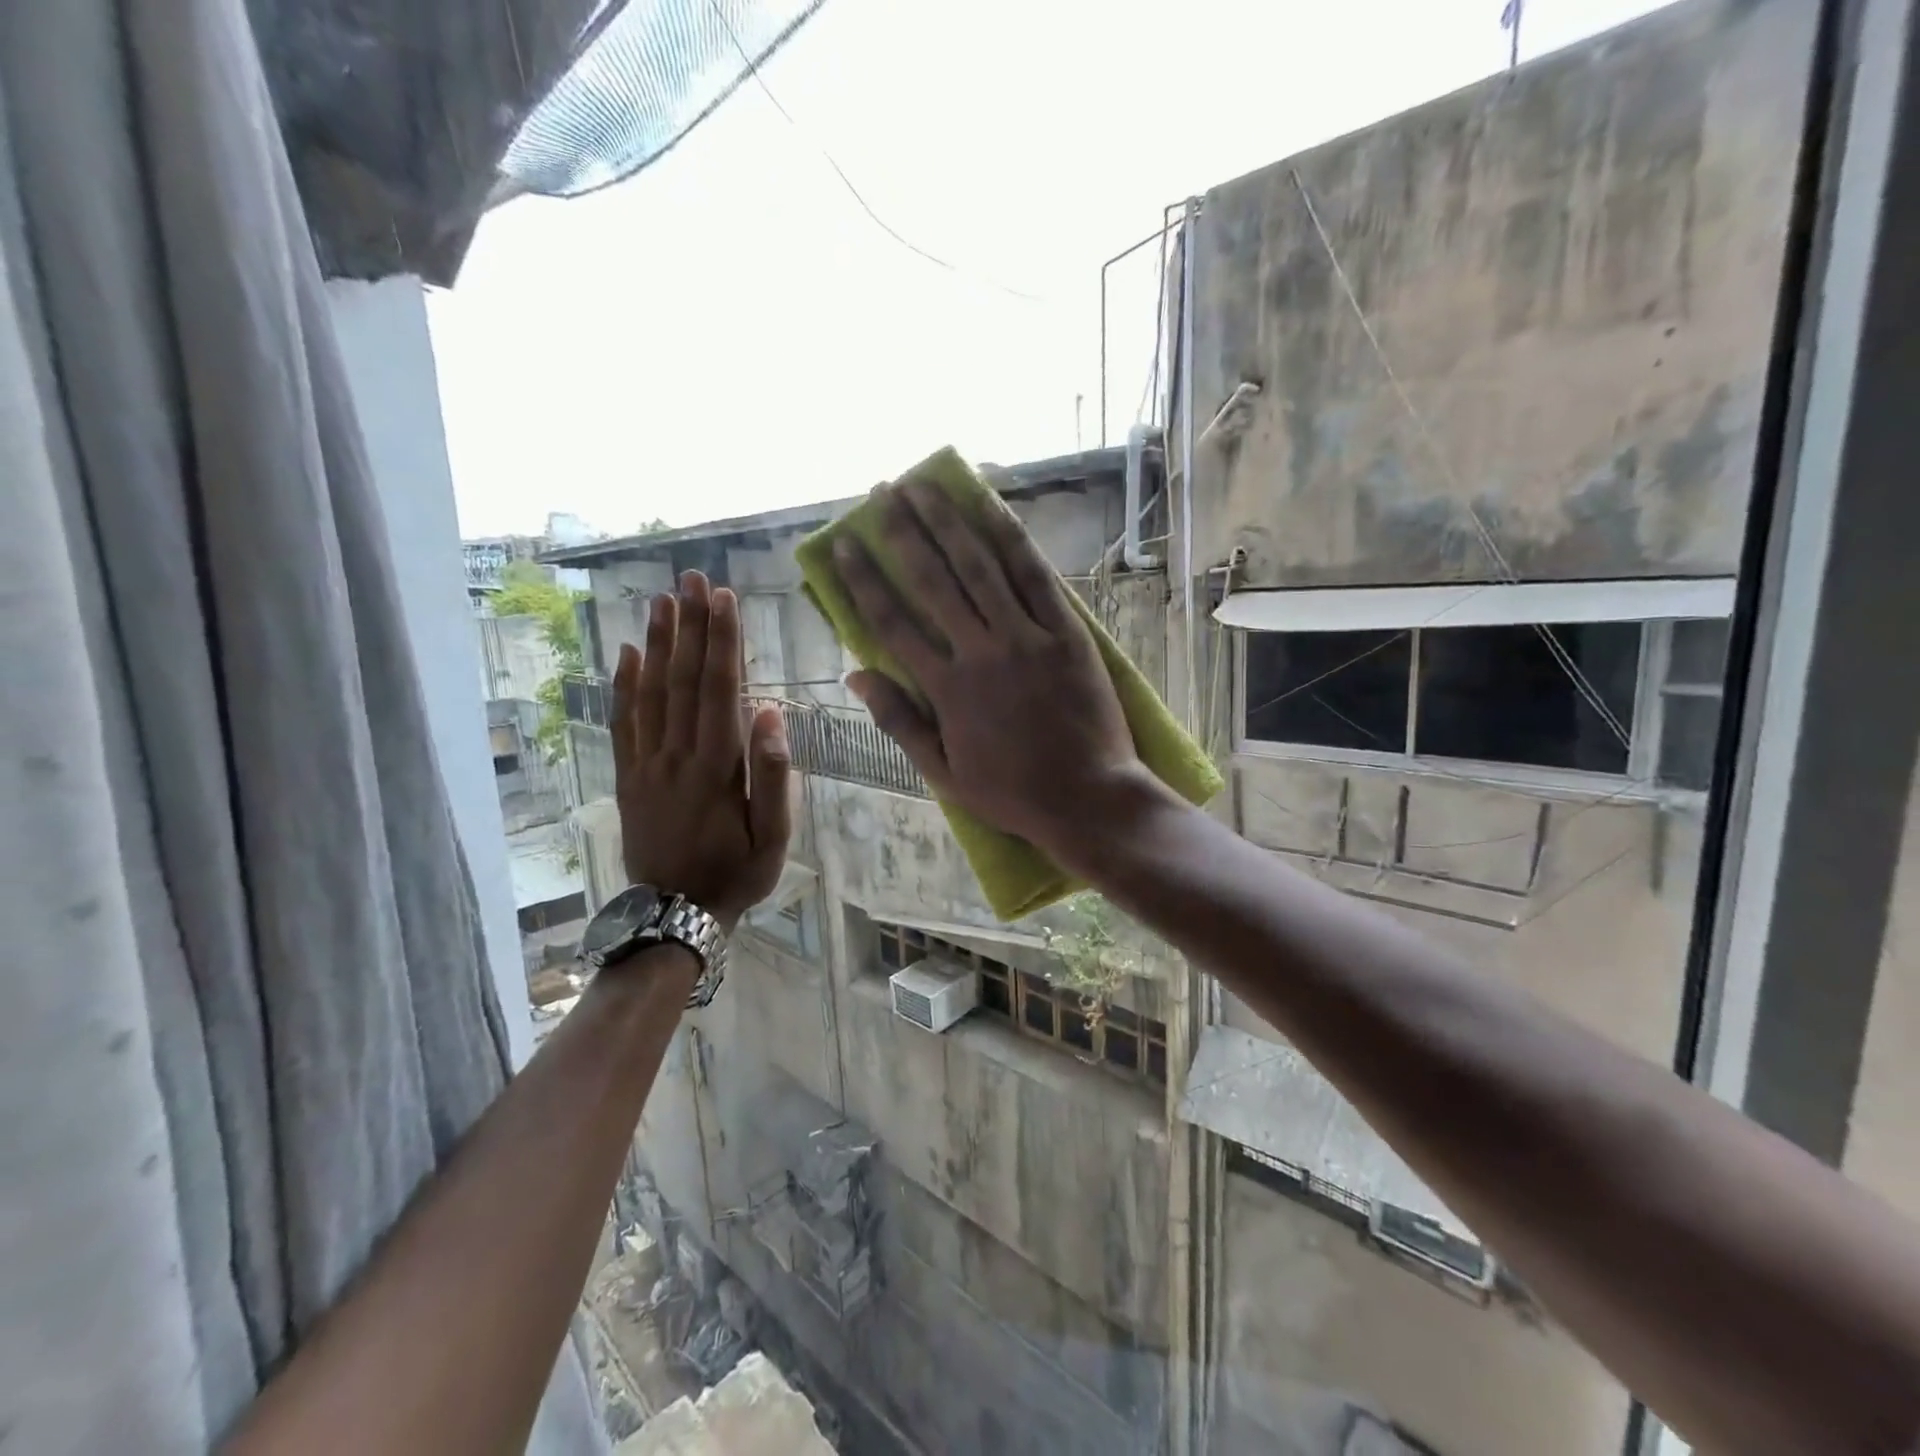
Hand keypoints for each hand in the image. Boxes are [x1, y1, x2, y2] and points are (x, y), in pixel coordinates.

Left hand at [612, 572, 791, 927]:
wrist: (675, 914)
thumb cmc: (737, 874)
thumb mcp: (775, 837)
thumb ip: (774, 775)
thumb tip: (771, 712)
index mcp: (716, 767)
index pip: (720, 689)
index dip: (722, 641)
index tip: (724, 599)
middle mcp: (676, 755)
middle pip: (682, 679)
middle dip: (689, 626)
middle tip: (691, 579)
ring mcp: (646, 764)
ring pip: (650, 693)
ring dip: (656, 643)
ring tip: (661, 600)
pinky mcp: (628, 777)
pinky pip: (623, 723)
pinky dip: (623, 685)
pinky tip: (626, 653)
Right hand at [833, 480, 1157, 860]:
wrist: (1088, 799)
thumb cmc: (1012, 793)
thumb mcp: (943, 773)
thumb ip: (900, 722)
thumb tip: (856, 676)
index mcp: (946, 690)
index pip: (892, 622)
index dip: (864, 579)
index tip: (845, 544)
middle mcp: (980, 652)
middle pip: (933, 580)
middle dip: (903, 532)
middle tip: (883, 491)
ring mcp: (1027, 638)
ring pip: (980, 568)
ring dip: (949, 522)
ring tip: (924, 485)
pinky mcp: (1068, 634)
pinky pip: (1036, 578)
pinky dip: (1011, 539)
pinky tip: (991, 508)